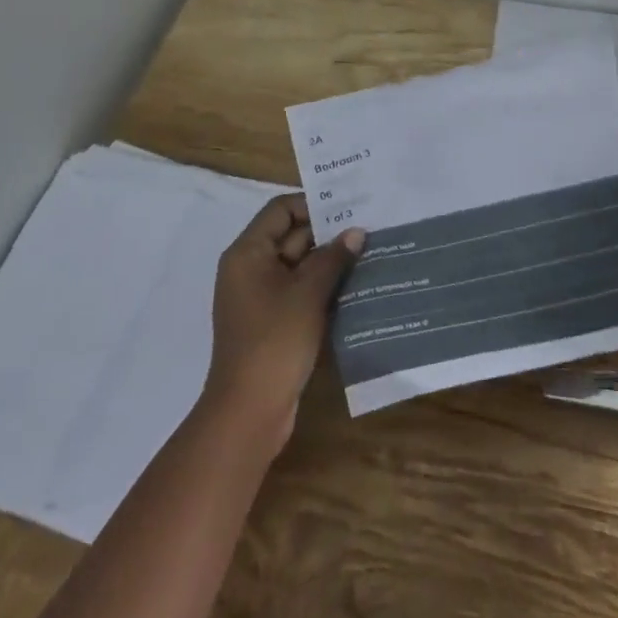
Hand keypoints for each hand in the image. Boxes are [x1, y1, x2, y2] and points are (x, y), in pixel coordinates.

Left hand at [202, 194, 364, 446]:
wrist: (248, 412)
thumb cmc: (274, 341)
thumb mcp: (308, 294)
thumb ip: (333, 258)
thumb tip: (356, 231)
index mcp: (248, 253)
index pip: (281, 210)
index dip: (313, 204)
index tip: (349, 206)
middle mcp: (249, 269)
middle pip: (290, 236)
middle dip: (328, 234)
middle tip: (369, 228)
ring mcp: (260, 297)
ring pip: (298, 266)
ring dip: (329, 262)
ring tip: (369, 254)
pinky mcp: (271, 322)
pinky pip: (298, 292)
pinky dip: (322, 287)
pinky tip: (355, 287)